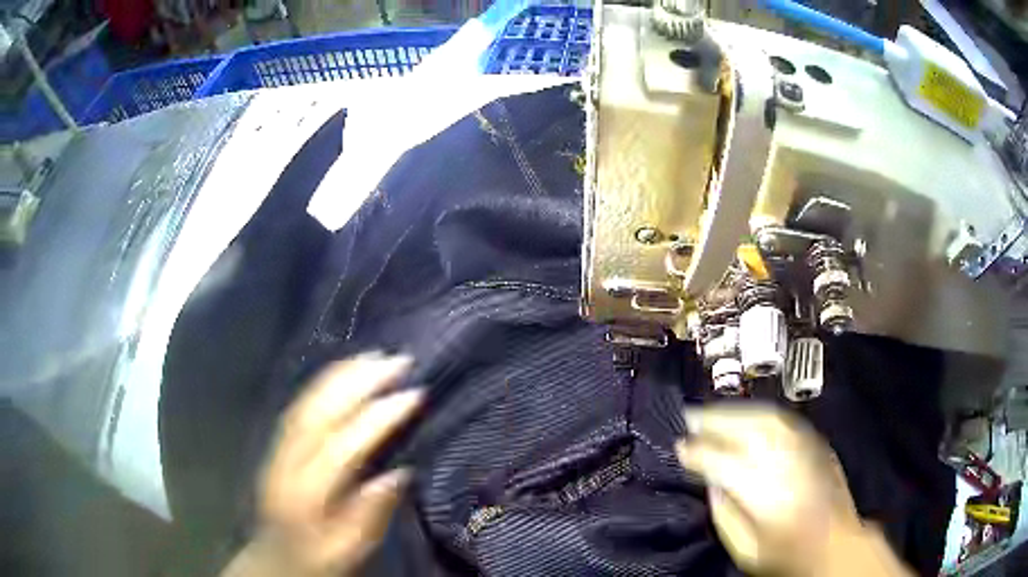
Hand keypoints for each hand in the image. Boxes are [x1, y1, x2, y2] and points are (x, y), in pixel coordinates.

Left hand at [224, 353, 422, 576]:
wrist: (274, 556)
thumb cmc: (317, 558)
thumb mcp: (349, 551)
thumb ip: (370, 514)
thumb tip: (399, 473)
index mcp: (308, 491)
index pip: (345, 444)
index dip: (379, 416)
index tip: (414, 393)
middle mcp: (288, 461)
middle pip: (321, 411)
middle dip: (360, 381)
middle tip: (398, 360)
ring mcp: (279, 447)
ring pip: (308, 401)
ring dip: (341, 374)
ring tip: (374, 356)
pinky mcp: (277, 443)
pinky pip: (300, 404)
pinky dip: (322, 383)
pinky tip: (342, 373)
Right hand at [676, 404, 908, 576]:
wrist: (835, 544)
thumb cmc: (786, 555)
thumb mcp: (746, 550)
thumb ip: (724, 515)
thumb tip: (711, 482)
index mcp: (765, 492)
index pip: (723, 462)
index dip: (698, 452)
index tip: (680, 447)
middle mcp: (785, 461)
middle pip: (745, 429)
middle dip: (714, 420)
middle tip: (690, 418)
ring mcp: (805, 447)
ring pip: (765, 417)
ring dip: (736, 411)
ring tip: (714, 412)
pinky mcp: (816, 443)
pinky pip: (784, 420)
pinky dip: (761, 414)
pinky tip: (748, 417)